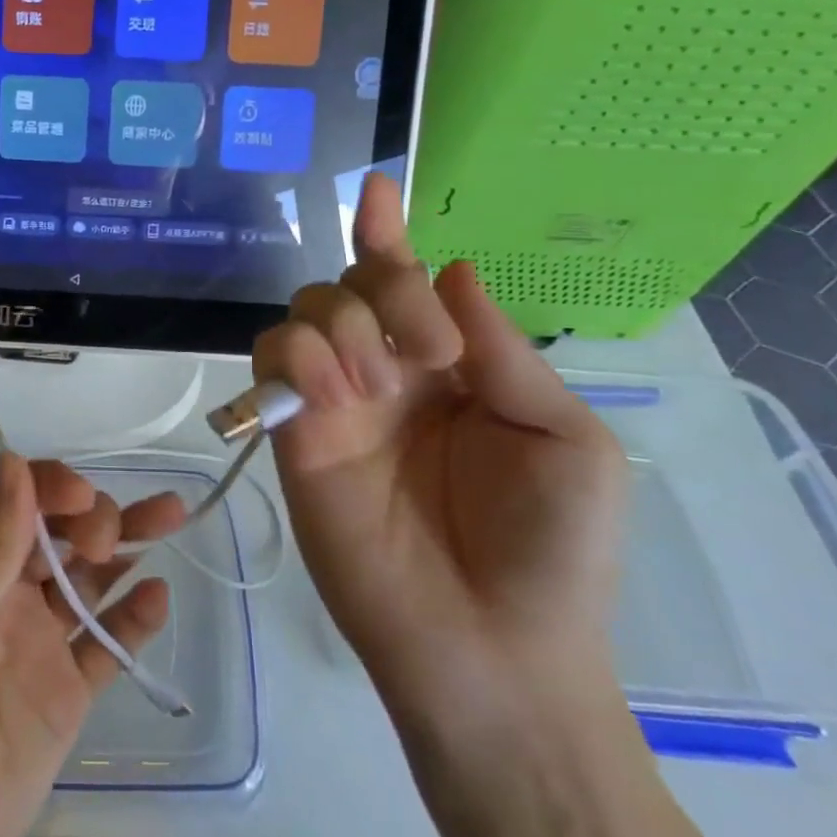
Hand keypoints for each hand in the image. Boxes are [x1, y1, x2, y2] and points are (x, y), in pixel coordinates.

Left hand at [0, 456, 185, 836]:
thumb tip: (16, 463)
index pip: (14, 501)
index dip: (50, 486)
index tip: (82, 498)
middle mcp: (4, 593)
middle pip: (60, 532)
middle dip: (92, 515)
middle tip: (106, 538)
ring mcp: (37, 642)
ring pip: (91, 577)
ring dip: (128, 544)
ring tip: (172, 516)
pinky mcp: (66, 693)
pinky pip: (107, 643)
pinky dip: (134, 617)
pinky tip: (157, 595)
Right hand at [253, 173, 628, 738]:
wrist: (492, 647)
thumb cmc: (551, 548)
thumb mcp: (563, 440)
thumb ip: (505, 353)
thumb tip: (451, 269)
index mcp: (451, 367)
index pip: (407, 284)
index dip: (387, 234)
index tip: (377, 189)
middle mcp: (387, 373)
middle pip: (350, 285)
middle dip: (383, 292)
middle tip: (429, 356)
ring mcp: (336, 403)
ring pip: (305, 312)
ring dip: (341, 325)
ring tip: (378, 386)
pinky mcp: (295, 434)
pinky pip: (274, 361)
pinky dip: (298, 356)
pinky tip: (337, 394)